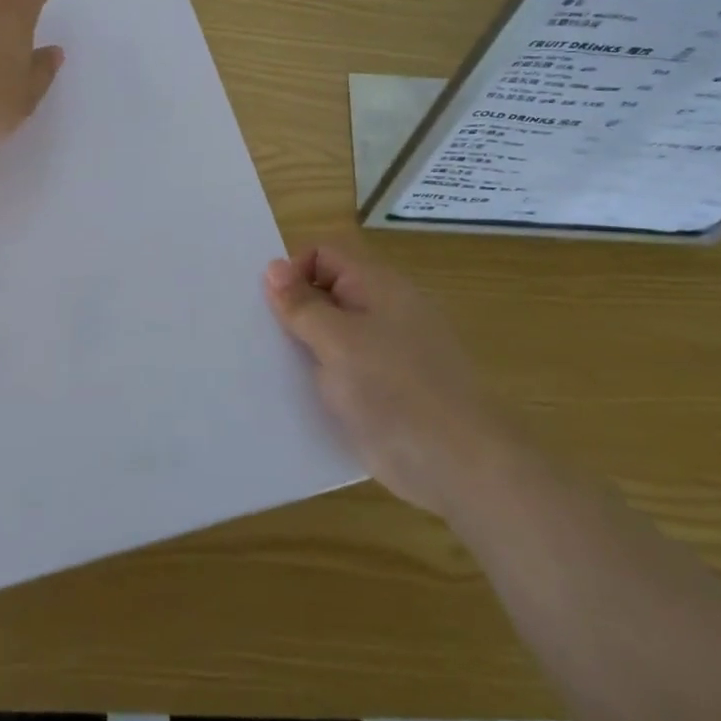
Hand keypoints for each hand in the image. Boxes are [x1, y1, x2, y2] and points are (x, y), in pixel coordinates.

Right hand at [265, 244, 511, 514]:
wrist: (459, 465)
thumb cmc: (395, 390)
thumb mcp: (337, 342)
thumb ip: (302, 305)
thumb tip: (272, 267)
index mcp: (378, 286)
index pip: (324, 254)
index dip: (294, 271)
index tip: (270, 306)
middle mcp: (383, 311)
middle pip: (327, 292)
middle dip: (294, 311)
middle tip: (261, 337)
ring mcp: (387, 352)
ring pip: (333, 334)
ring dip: (304, 347)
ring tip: (270, 367)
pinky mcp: (386, 390)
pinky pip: (344, 370)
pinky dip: (322, 378)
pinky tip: (299, 397)